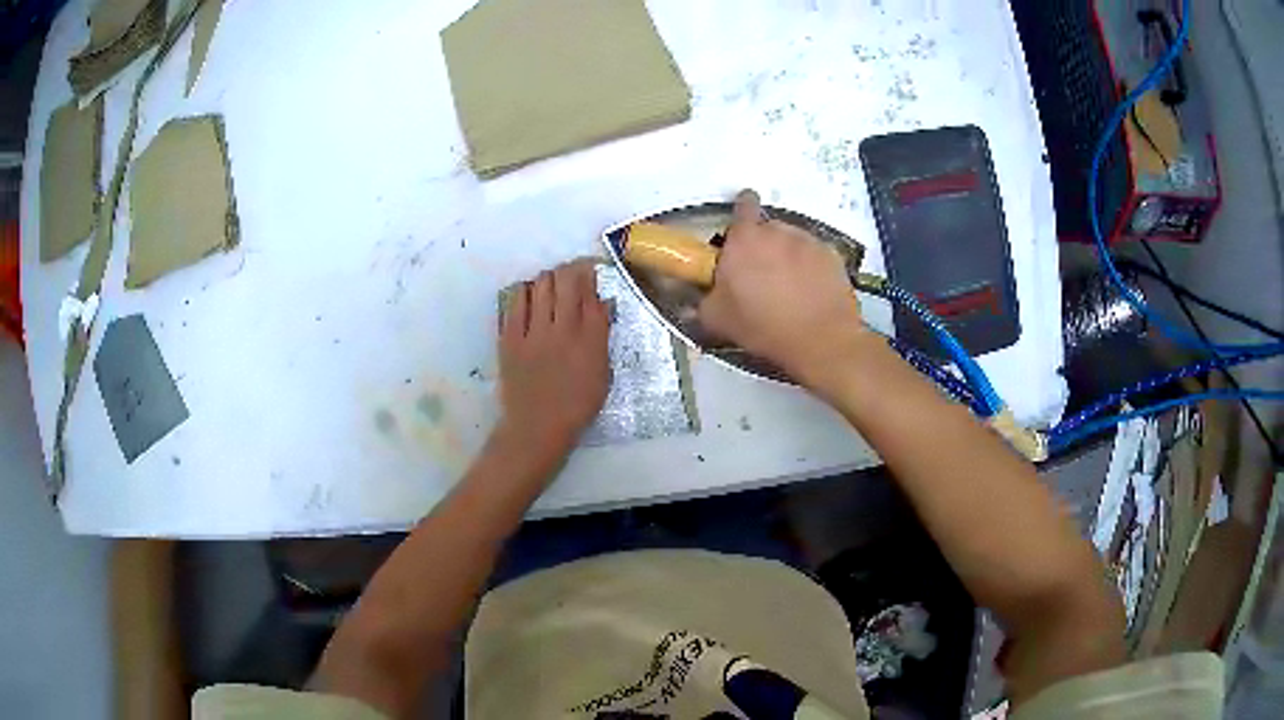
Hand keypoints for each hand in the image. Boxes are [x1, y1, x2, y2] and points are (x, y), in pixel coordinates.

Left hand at [495, 260, 610, 471]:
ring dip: (548, 279)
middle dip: (570, 270)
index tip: (590, 272)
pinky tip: (529, 296)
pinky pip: (517, 301)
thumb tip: (600, 305)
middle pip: (566, 280)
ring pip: (541, 285)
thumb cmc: (576, 406)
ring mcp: (534, 332)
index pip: (592, 293)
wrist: (536, 427)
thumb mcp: (603, 374)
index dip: (591, 276)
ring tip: (550, 285)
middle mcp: (563, 329)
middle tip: (570, 275)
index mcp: (590, 340)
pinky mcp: (510, 337)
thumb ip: (602, 337)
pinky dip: (525, 292)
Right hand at [699, 190, 869, 386]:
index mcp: (745, 239)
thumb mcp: (718, 320)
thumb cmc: (764, 327)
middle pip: (767, 227)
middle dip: (763, 245)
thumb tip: (699, 297)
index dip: (741, 211)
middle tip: (760, 275)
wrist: (820, 341)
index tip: (741, 229)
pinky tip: (808, 294)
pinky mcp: (832, 257)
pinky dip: (811, 269)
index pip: (742, 204)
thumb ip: (704, 299)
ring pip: (792, 241)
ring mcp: (808, 242)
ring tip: (786, 288)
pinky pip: (815, 256)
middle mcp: (777, 231)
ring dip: (787, 256)